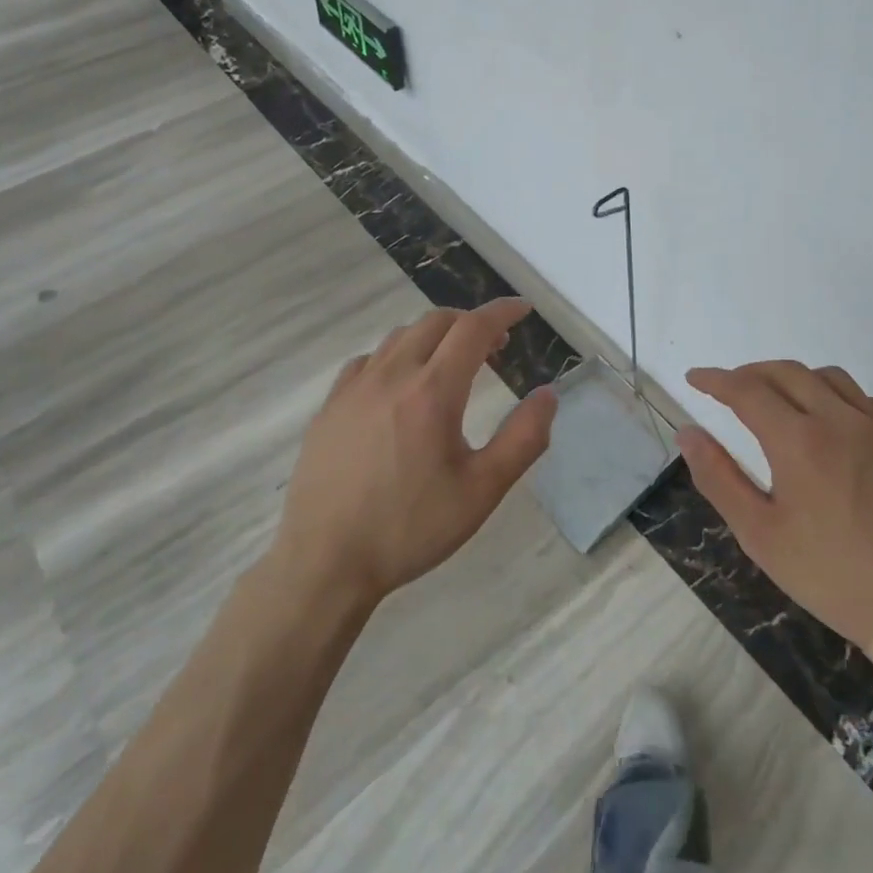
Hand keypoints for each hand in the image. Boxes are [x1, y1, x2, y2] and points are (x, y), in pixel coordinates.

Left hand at [273, 297, 557, 608]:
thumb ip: (523, 439)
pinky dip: (395, 356)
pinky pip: (367, 360)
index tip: (523, 309)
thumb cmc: (410, 529)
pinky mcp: (330, 406)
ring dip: (434, 336)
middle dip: (471, 323)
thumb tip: (548, 394)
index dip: (502, 312)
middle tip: (494, 347)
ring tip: (450, 364)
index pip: (473, 328)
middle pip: (436, 322)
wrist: (324, 563)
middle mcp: (392, 376)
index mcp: (433, 392)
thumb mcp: (481, 491)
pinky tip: (399, 386)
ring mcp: (354, 388)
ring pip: (400, 337)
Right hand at [679, 361, 872, 696]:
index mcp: (799, 441)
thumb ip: (718, 477)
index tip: (695, 378)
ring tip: (779, 401)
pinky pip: (867, 401)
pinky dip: (839, 398)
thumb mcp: (759, 535)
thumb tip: (688, 432)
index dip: (715, 380)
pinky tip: (834, 424)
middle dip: (750, 373)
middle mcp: (841, 420)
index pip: (746, 390)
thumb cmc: (831, 577)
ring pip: (830, 377)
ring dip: (795, 379)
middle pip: (786, 372)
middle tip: (730, 389)